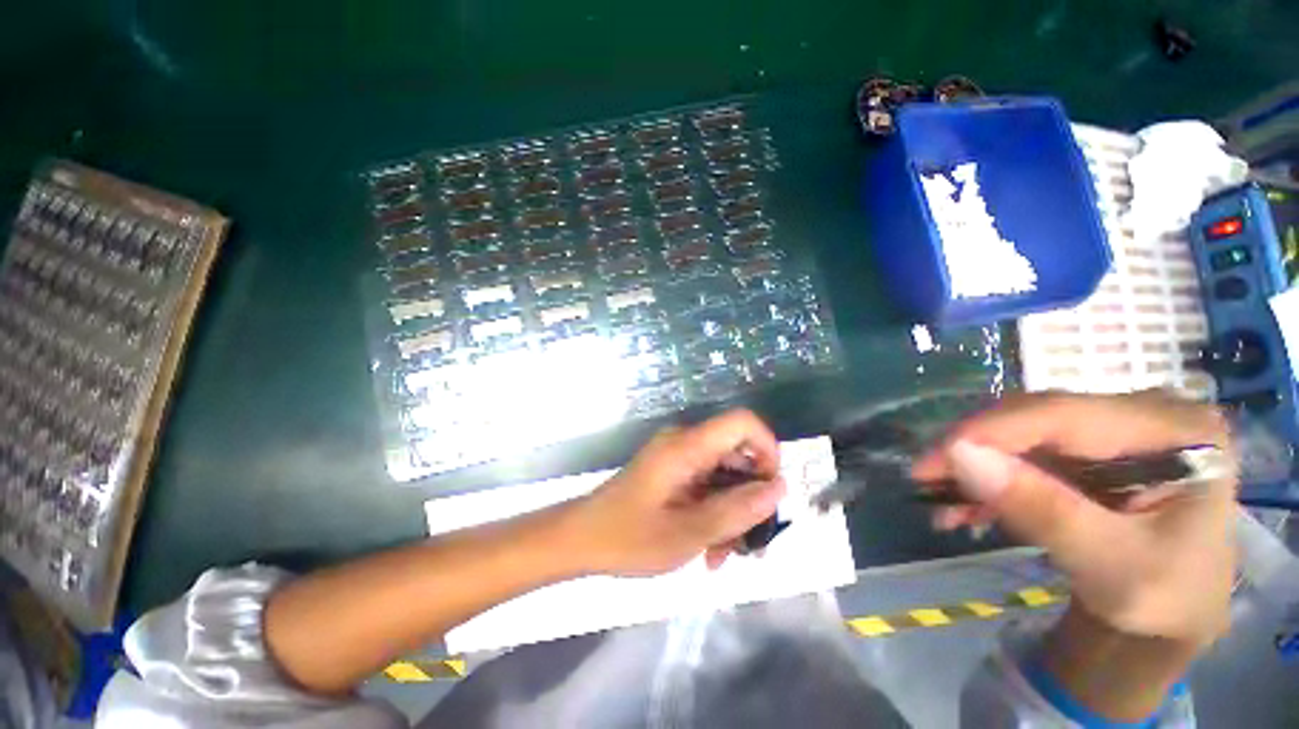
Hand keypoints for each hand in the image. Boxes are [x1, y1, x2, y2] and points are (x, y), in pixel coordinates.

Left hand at [571, 409, 785, 576]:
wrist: (582, 539)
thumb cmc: (629, 537)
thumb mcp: (688, 532)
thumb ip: (736, 510)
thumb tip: (779, 487)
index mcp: (687, 446)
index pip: (742, 423)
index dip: (767, 449)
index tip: (772, 492)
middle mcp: (685, 443)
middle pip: (738, 455)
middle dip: (750, 498)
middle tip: (751, 544)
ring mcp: (678, 457)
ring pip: (725, 475)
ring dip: (733, 513)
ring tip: (724, 556)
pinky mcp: (673, 472)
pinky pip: (707, 484)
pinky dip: (715, 513)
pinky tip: (709, 550)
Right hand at [912, 391, 1235, 645]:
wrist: (1174, 615)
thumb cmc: (1165, 599)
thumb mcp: (1113, 567)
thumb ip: (1043, 510)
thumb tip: (960, 455)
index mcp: (1176, 431)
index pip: (1065, 414)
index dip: (991, 431)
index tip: (932, 461)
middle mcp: (1144, 413)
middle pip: (1037, 417)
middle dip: (975, 449)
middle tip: (927, 480)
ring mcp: (1115, 427)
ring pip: (1021, 432)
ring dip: (976, 466)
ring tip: (942, 502)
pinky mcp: (1089, 446)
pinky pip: (1024, 450)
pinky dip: (990, 477)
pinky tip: (966, 505)